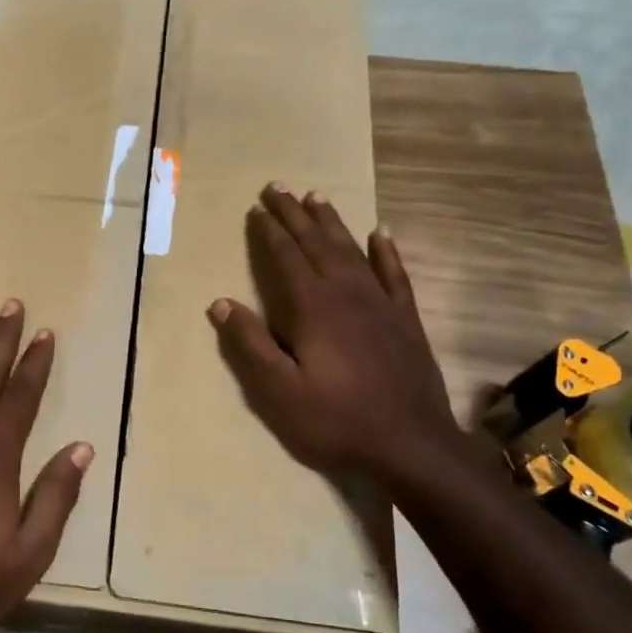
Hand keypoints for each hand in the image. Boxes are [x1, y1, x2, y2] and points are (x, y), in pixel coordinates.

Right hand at [208, 183, 466, 487]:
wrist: (411, 445)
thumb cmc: (336, 421)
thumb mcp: (279, 392)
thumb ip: (250, 345)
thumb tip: (220, 303)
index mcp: (313, 308)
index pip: (285, 257)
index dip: (269, 231)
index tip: (256, 208)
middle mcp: (347, 293)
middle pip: (317, 243)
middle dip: (295, 214)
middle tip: (279, 187)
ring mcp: (381, 303)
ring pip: (352, 250)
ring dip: (332, 223)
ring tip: (317, 197)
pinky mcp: (405, 319)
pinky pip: (395, 274)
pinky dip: (387, 251)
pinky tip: (382, 233)